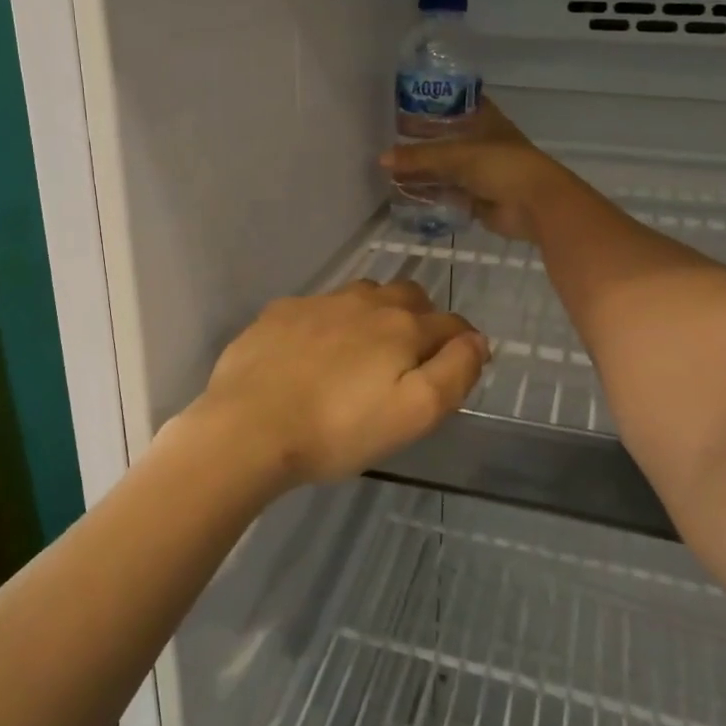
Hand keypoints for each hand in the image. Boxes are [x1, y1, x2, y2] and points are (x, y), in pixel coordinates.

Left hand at [192, 280, 488, 488]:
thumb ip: (454, 373)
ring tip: (363, 351)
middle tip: (410, 357)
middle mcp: (364, 302)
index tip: (457, 365)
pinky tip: (313, 353)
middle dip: (421, 319)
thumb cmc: (338, 430)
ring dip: (375, 314)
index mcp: (401, 326)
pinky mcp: (280, 312)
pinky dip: (329, 322)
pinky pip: (318, 307)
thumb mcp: (413, 414)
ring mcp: (317, 302)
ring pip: (362, 295)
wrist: (248, 426)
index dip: (462, 343)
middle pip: (409, 296)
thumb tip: (477, 340)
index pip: (451, 323)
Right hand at [381, 96, 581, 241]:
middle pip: (445, 139)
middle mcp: (482, 143)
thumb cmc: (502, 165)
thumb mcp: (457, 154)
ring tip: (389, 171)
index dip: (433, 103)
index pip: (455, 104)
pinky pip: (447, 194)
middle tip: (388, 140)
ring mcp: (480, 172)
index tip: (405, 103)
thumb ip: (419, 157)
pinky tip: (404, 194)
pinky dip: (429, 194)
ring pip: (444, 169)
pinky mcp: (477, 199)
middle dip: (419, 142)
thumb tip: (382, 159)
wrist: (535, 204)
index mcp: (484, 120)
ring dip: (421, 171)